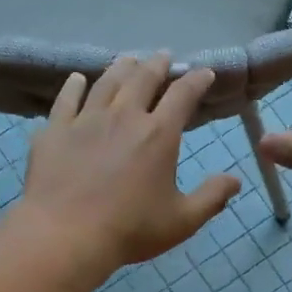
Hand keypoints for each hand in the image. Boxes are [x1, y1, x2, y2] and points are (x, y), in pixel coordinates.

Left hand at [18, 52, 240, 274]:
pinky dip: (74, 86)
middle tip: (164, 56)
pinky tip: (77, 79)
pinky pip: (66, 99)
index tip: (204, 72)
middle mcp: (124, 116)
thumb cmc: (130, 229)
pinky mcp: (55, 130)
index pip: (183, 95)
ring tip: (128, 60)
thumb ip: (211, 197)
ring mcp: (86, 120)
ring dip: (121, 67)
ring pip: (107, 82)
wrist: (66, 235)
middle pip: (143, 78)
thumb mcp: (182, 220)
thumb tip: (236, 180)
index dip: (197, 80)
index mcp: (159, 134)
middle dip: (158, 64)